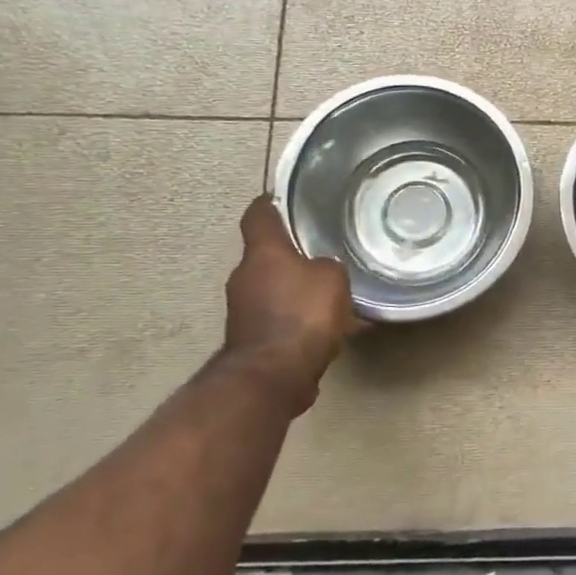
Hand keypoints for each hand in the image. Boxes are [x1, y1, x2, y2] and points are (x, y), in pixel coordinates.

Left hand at [221, 195, 356, 409]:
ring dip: (296, 291)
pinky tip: (324, 330)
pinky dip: (297, 320)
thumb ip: (327, 266)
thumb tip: (320, 270)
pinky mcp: (251, 340)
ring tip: (330, 297)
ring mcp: (243, 311)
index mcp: (262, 253)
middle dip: (291, 255)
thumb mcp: (332, 279)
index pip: (258, 216)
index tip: (282, 198)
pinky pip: (279, 319)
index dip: (270, 204)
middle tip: (322, 254)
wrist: (273, 376)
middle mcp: (245, 277)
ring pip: (274, 290)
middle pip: (266, 256)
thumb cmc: (302, 315)